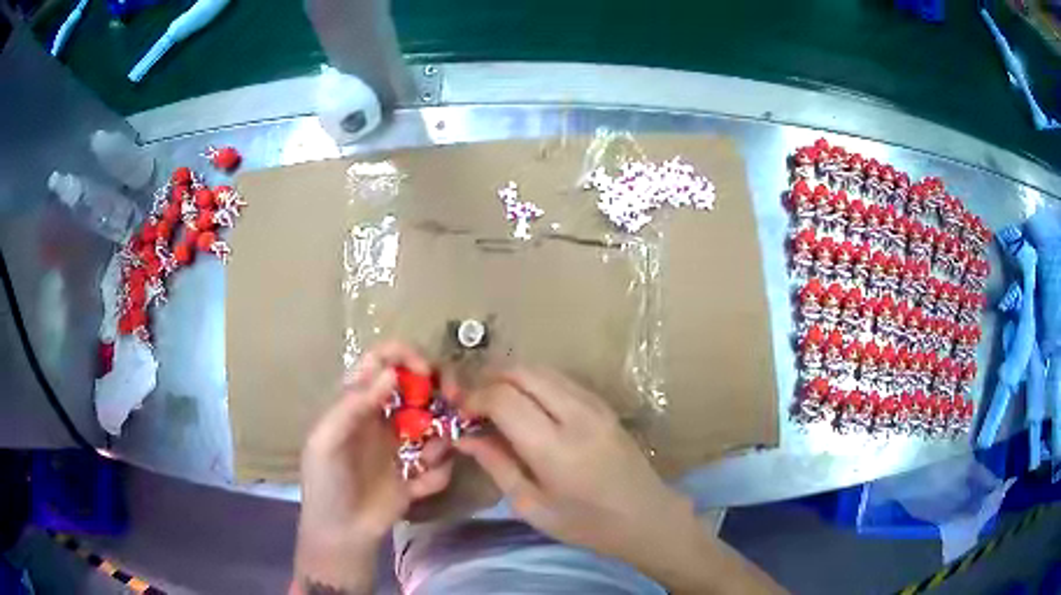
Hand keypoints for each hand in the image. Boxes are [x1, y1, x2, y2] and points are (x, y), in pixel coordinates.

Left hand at [294, 342, 452, 593]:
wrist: (341, 532)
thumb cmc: (326, 482)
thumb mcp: (327, 441)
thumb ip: (353, 405)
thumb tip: (390, 372)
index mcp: (358, 403)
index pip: (383, 361)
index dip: (405, 355)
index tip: (426, 371)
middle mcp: (384, 418)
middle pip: (419, 387)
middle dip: (440, 389)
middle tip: (454, 399)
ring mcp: (403, 446)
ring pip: (437, 426)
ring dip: (440, 439)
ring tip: (425, 461)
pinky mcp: (418, 474)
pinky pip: (441, 465)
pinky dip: (438, 473)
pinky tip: (419, 487)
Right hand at [455, 367, 690, 559]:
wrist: (646, 516)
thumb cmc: (586, 523)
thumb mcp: (532, 506)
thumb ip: (497, 465)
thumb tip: (464, 437)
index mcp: (555, 447)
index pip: (503, 397)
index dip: (474, 398)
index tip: (460, 413)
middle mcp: (576, 414)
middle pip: (521, 371)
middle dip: (489, 379)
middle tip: (473, 404)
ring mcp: (594, 404)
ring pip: (541, 369)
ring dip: (511, 378)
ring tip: (494, 404)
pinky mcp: (603, 403)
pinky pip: (559, 378)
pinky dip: (534, 382)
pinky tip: (525, 406)